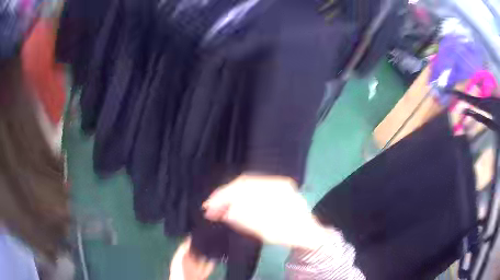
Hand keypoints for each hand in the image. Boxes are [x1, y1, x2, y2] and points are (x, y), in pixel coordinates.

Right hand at [203, 175, 327, 249]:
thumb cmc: (291, 235)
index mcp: (278, 188)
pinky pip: (250, 191)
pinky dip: (237, 199)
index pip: (245, 186)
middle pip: (243, 184)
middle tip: (208, 209)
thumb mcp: (269, 231)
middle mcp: (275, 182)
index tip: (209, 207)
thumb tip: (227, 211)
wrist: (308, 234)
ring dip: (228, 197)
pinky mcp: (271, 192)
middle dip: (223, 196)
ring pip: (245, 187)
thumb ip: (248, 220)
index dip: (225, 196)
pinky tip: (229, 206)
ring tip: (215, 208)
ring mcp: (274, 185)